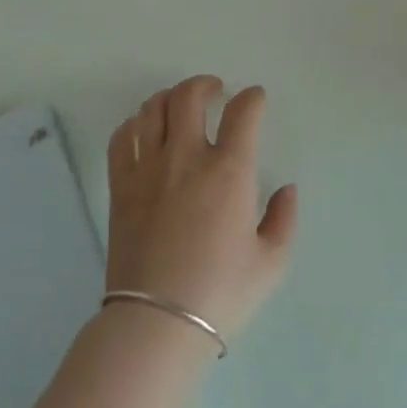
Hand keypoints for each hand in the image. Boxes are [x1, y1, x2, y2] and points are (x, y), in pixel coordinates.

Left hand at [104, 76, 298, 343]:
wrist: (157, 322)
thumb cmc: (221, 293)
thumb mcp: (271, 263)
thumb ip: (283, 219)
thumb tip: (286, 189)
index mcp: (230, 172)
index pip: (243, 113)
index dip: (252, 99)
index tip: (255, 99)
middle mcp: (187, 158)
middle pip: (189, 97)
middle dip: (205, 84)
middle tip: (215, 91)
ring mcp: (148, 169)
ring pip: (152, 109)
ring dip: (169, 97)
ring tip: (179, 105)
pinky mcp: (121, 186)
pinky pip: (122, 138)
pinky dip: (134, 123)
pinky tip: (144, 129)